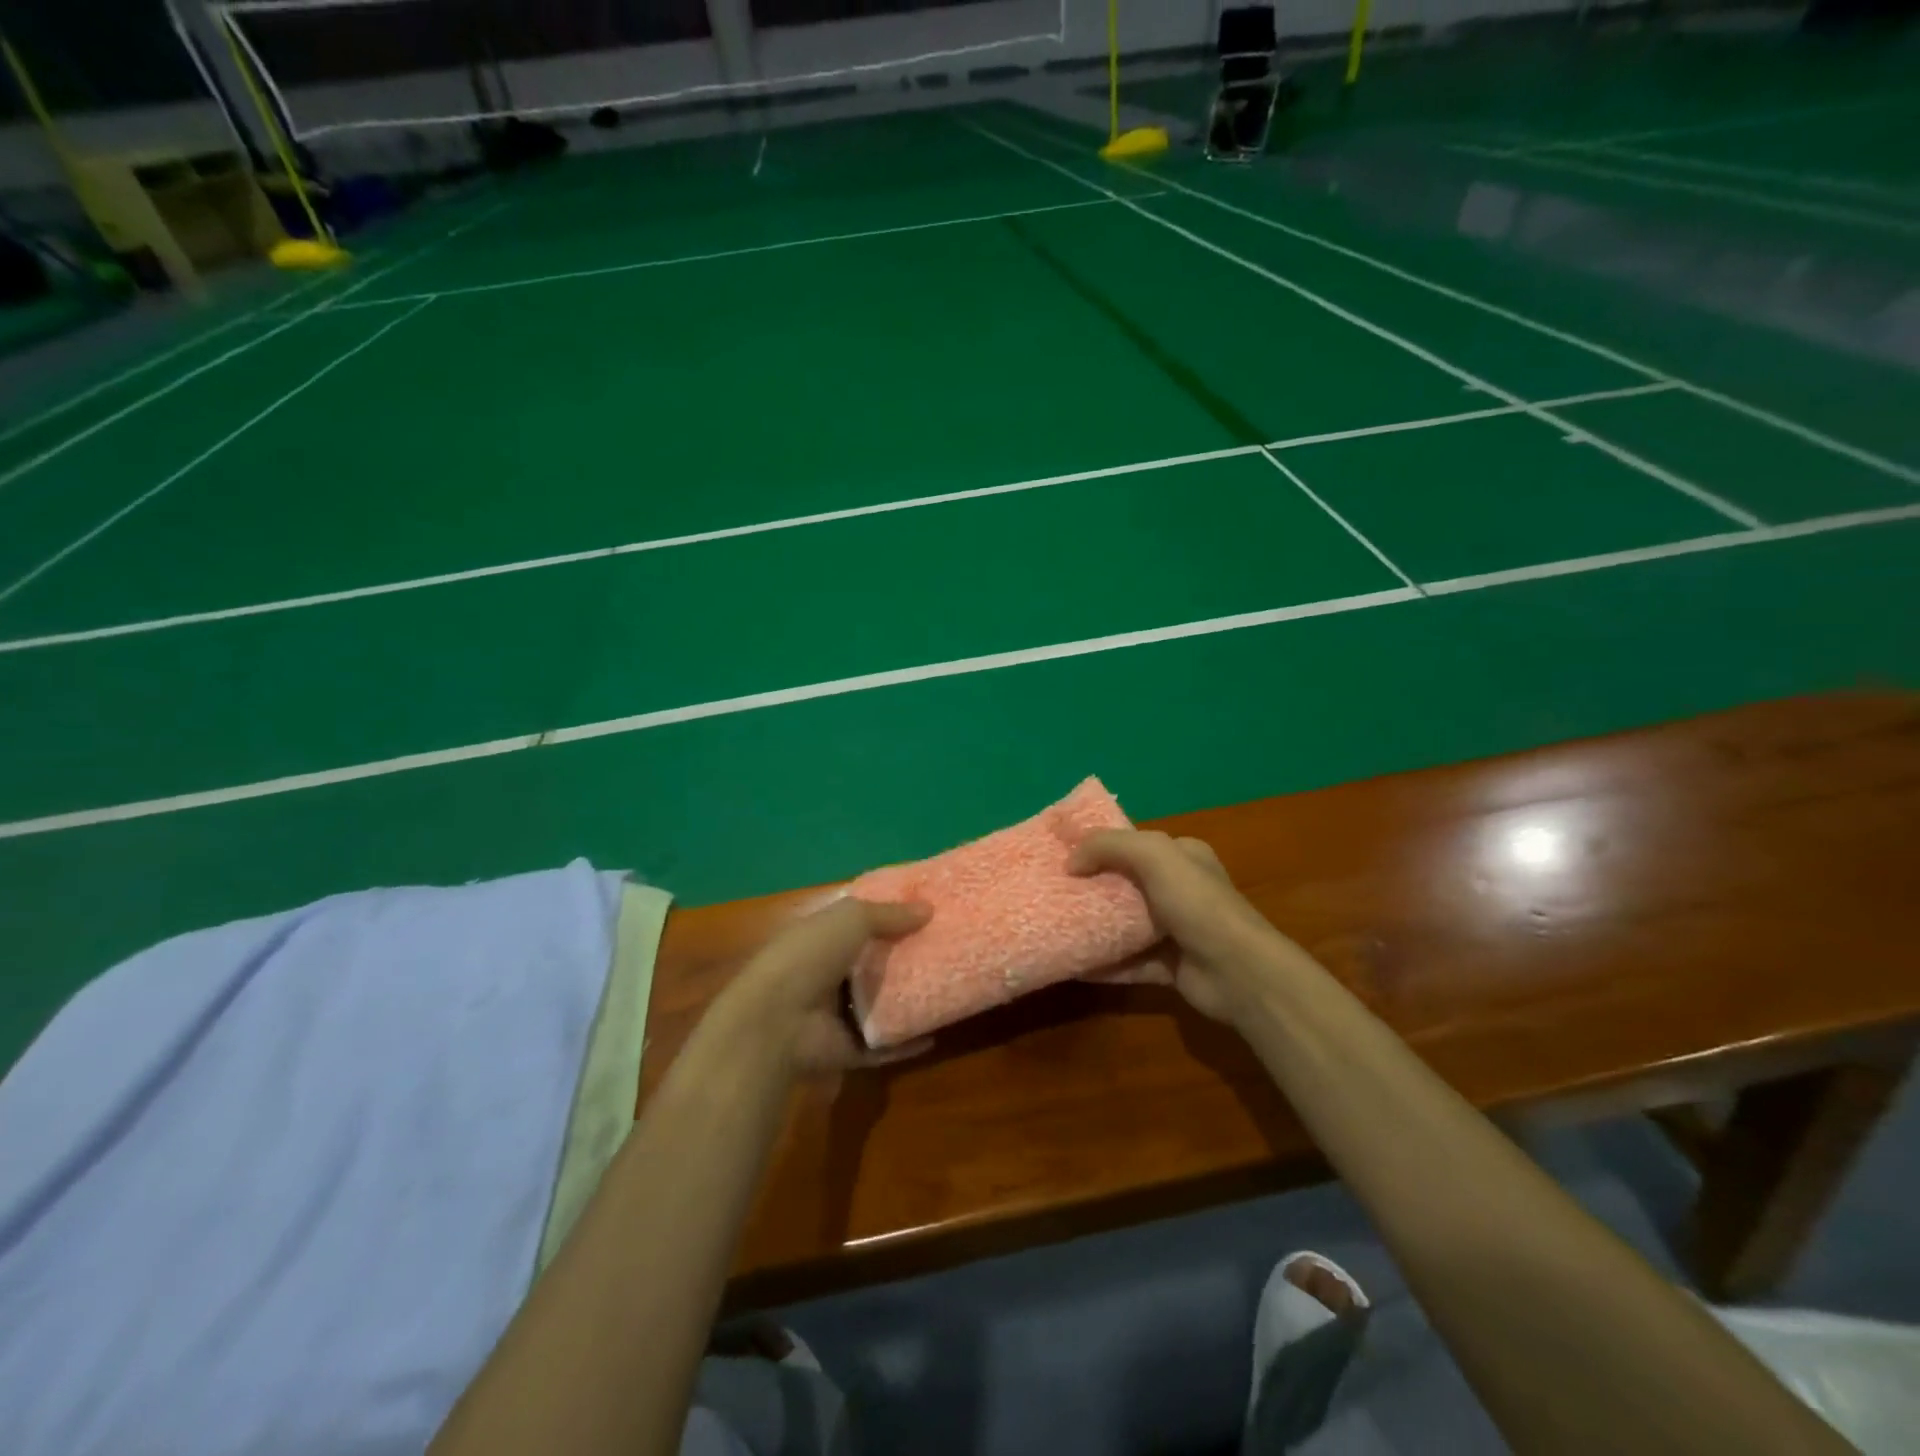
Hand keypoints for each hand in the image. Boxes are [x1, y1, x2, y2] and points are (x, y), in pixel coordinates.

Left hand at [712, 897, 932, 1077]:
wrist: (776, 1020)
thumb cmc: (810, 955)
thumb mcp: (851, 919)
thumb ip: (889, 914)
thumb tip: (929, 909)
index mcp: (823, 937)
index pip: (860, 923)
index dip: (890, 916)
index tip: (928, 911)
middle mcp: (828, 973)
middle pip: (874, 963)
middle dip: (905, 957)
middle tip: (947, 950)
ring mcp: (836, 1014)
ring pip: (881, 1004)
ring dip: (909, 1000)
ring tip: (948, 989)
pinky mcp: (847, 1048)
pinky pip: (883, 1045)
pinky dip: (906, 1043)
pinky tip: (934, 1035)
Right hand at [1071, 830, 1302, 1026]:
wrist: (1238, 972)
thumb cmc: (1197, 903)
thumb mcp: (1153, 855)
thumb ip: (1108, 846)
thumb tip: (1070, 861)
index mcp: (1183, 856)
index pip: (1135, 844)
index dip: (1100, 846)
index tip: (1063, 854)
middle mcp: (1181, 890)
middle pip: (1126, 884)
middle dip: (1092, 886)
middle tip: (1053, 890)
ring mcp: (1176, 930)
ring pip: (1125, 924)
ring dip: (1094, 925)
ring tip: (1055, 924)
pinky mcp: (1170, 966)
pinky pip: (1128, 962)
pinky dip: (1103, 964)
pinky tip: (1073, 964)